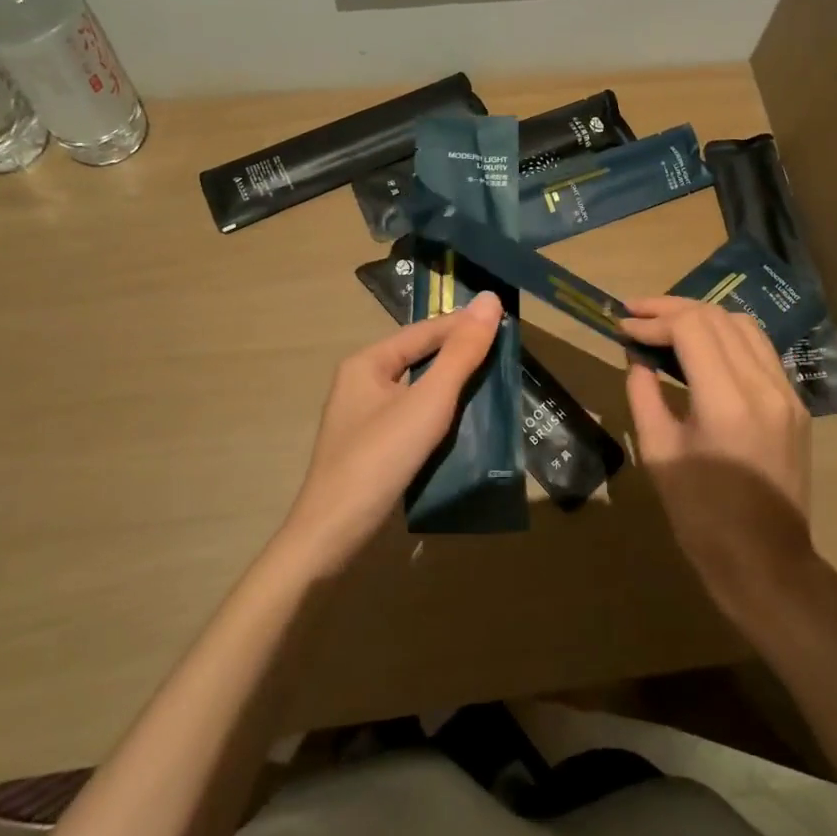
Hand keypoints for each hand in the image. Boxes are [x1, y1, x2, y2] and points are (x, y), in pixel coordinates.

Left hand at [277, 291, 504, 576]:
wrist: (332, 536)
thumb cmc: (380, 459)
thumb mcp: (428, 402)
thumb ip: (461, 353)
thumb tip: (490, 299)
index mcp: (367, 363)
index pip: (424, 331)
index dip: (463, 324)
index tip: (504, 321)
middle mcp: (361, 383)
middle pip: (418, 357)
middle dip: (458, 353)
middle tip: (503, 352)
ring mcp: (364, 418)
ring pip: (416, 389)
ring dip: (451, 385)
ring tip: (492, 383)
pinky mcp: (371, 448)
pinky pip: (411, 416)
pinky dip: (438, 414)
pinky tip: (463, 423)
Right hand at [622, 298, 817, 624]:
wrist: (766, 563)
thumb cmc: (702, 517)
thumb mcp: (659, 454)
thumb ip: (644, 396)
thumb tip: (638, 360)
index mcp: (727, 401)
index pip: (692, 328)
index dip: (653, 320)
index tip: (622, 326)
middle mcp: (764, 386)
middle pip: (718, 317)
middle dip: (673, 309)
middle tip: (636, 314)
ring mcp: (787, 393)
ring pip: (744, 326)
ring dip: (702, 317)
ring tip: (665, 323)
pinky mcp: (795, 405)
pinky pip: (760, 351)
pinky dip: (727, 336)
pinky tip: (703, 347)